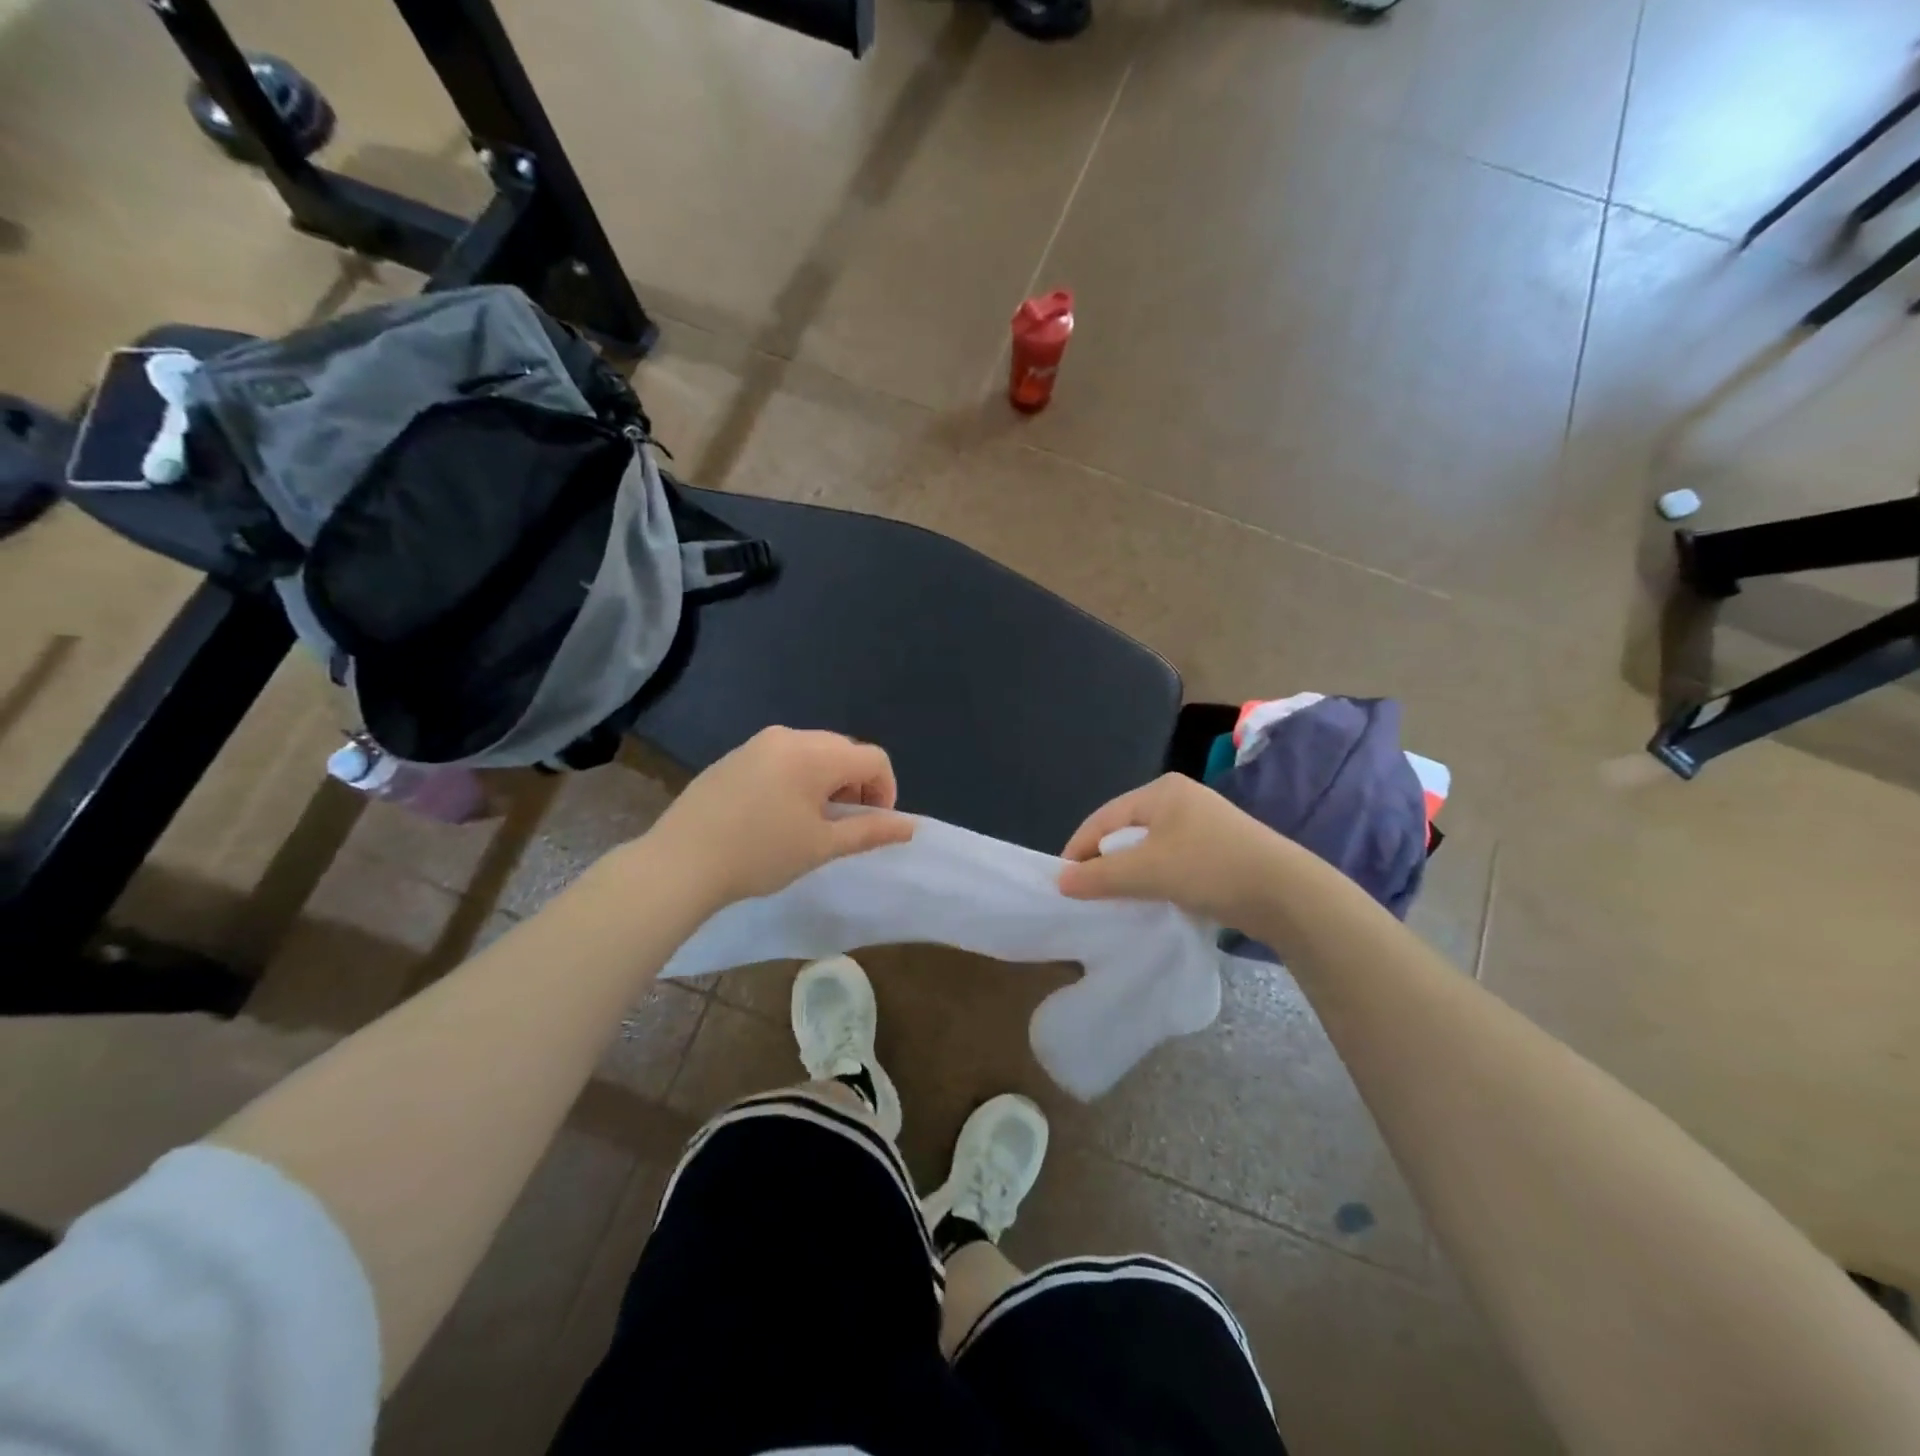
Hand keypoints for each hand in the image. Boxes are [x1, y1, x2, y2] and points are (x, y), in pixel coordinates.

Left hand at [645, 727, 915, 909]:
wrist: (680, 862)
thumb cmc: (760, 854)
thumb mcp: (822, 846)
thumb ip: (870, 831)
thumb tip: (910, 826)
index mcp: (815, 754)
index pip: (873, 759)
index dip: (886, 791)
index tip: (872, 825)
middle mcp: (789, 736)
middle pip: (844, 751)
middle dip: (856, 786)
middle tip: (842, 825)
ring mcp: (758, 743)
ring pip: (813, 753)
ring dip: (827, 782)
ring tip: (810, 822)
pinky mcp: (734, 757)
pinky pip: (782, 758)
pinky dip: (797, 779)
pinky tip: (776, 814)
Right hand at [1058, 773, 1289, 926]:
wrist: (1288, 894)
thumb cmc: (1211, 868)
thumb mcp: (1148, 871)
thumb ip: (1101, 875)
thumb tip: (1061, 881)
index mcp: (1161, 791)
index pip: (1104, 818)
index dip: (1078, 848)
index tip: (1061, 880)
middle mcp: (1180, 800)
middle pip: (1125, 830)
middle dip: (1103, 861)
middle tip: (1085, 892)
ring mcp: (1202, 824)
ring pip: (1148, 848)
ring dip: (1129, 873)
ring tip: (1113, 900)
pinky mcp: (1218, 850)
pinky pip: (1170, 860)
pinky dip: (1154, 878)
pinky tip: (1150, 899)